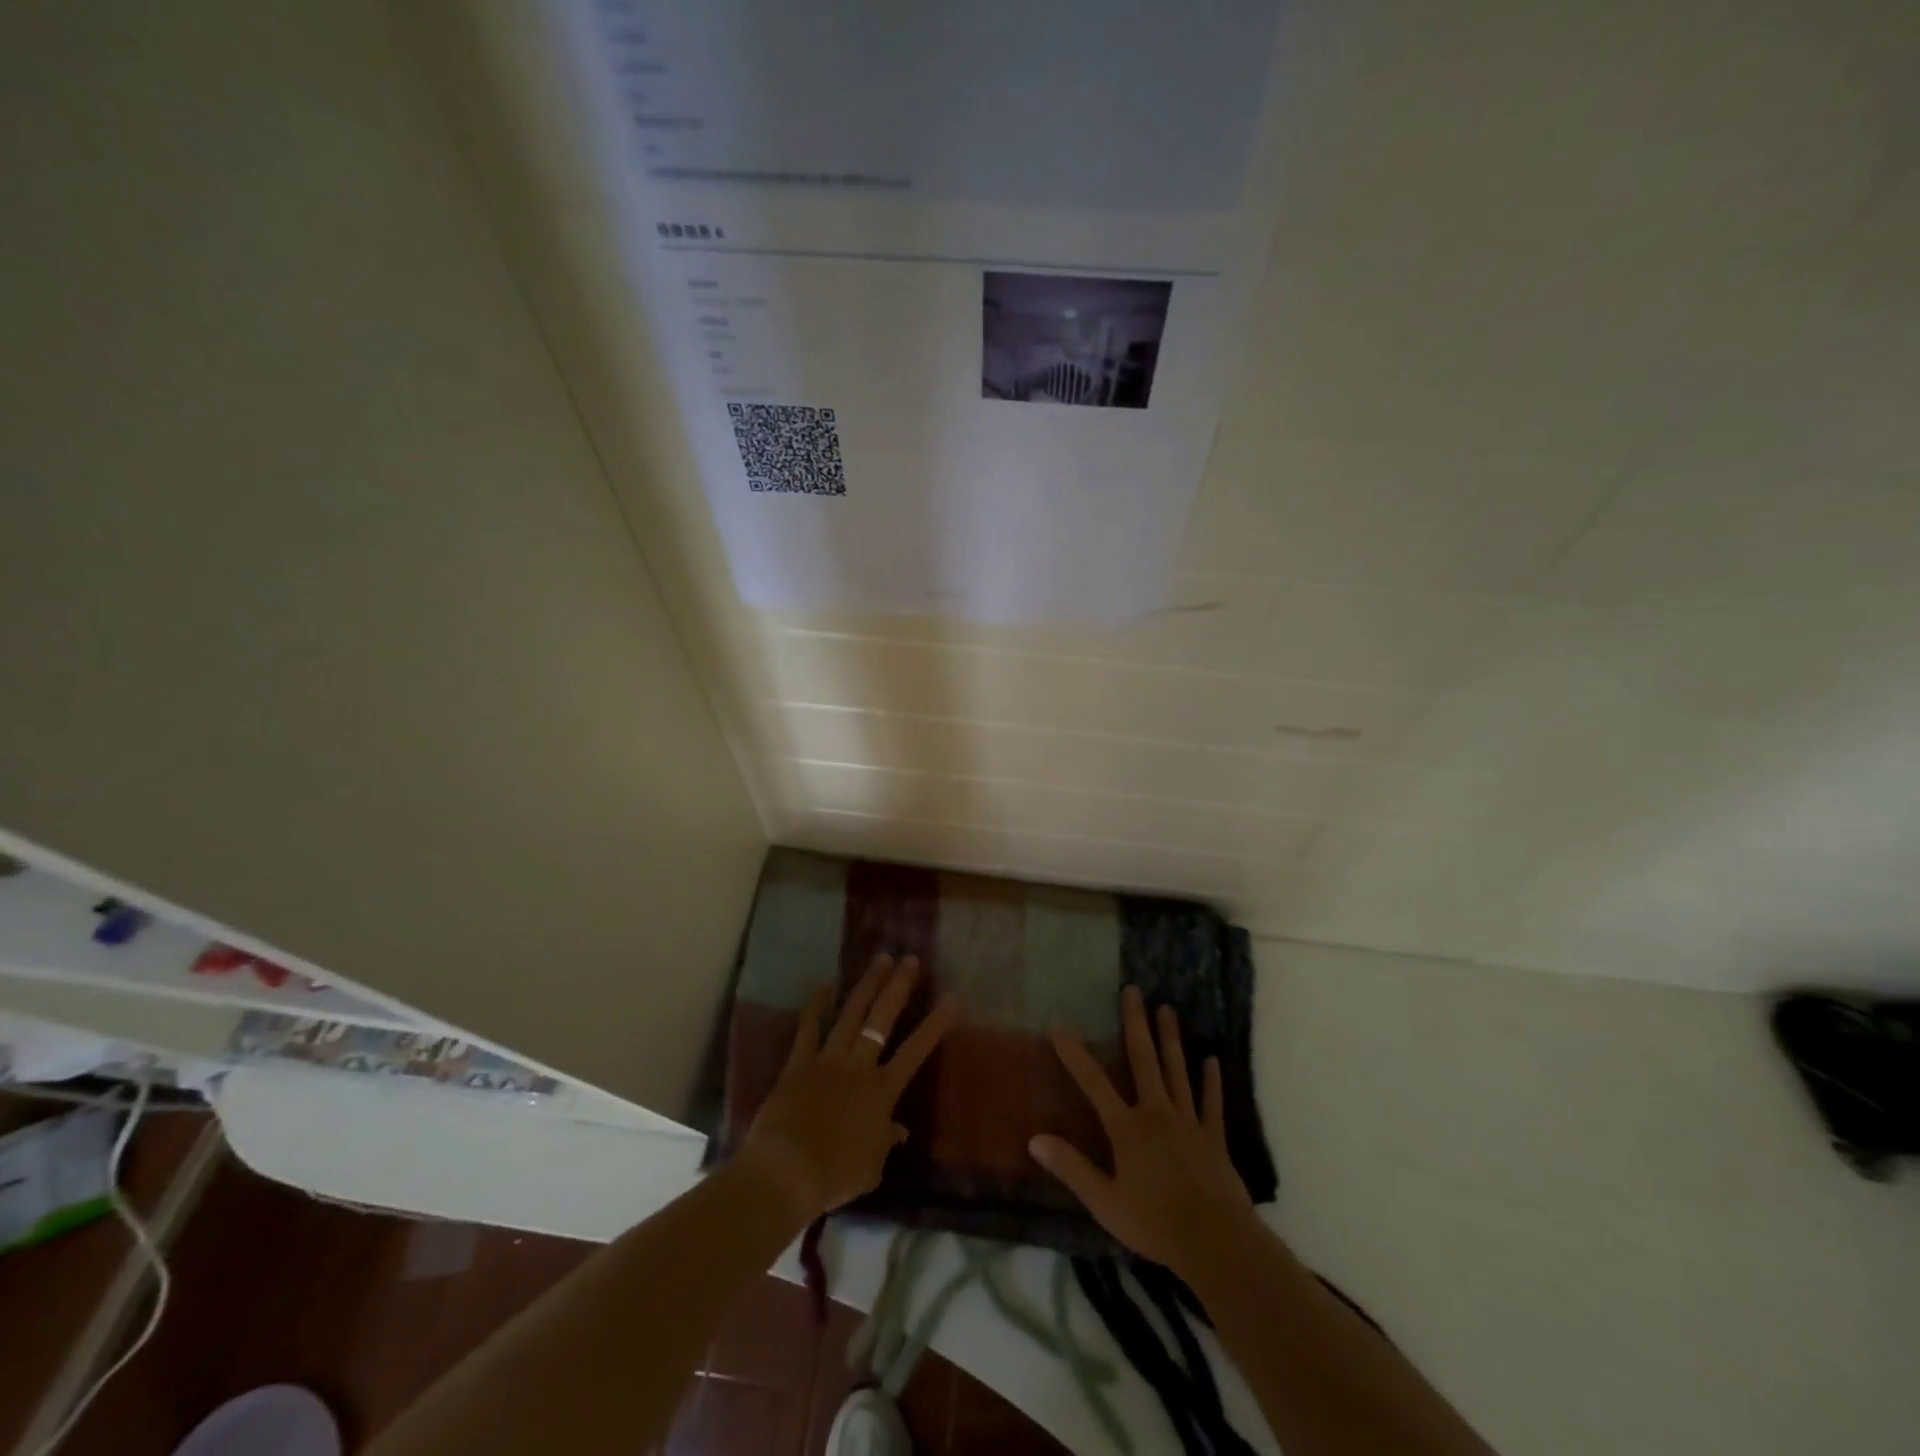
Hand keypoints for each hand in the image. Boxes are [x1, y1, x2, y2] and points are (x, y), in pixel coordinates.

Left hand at [738, 953, 956, 1226]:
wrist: (787, 1172)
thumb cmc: (835, 1175)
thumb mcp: (872, 1166)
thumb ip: (885, 1141)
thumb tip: (899, 1130)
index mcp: (882, 1091)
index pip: (916, 1051)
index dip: (935, 1024)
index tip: (952, 997)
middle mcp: (859, 1066)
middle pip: (883, 1019)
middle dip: (899, 987)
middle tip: (910, 959)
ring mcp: (828, 1060)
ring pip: (852, 1014)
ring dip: (867, 985)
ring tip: (880, 959)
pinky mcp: (799, 1063)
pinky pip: (808, 1028)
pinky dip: (816, 1005)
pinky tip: (824, 984)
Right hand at [1031, 986, 1256, 1277]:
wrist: (1216, 1243)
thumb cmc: (1154, 1224)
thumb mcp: (1104, 1202)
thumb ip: (1071, 1168)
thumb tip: (1034, 1139)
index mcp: (1126, 1128)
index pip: (1093, 1082)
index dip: (1074, 1053)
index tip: (1059, 1025)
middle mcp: (1156, 1113)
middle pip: (1143, 1060)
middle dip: (1136, 1023)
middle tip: (1133, 990)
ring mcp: (1188, 1122)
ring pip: (1177, 1071)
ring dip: (1171, 1039)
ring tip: (1167, 1009)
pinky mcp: (1214, 1137)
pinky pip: (1211, 1102)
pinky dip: (1211, 1080)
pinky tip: (1212, 1059)